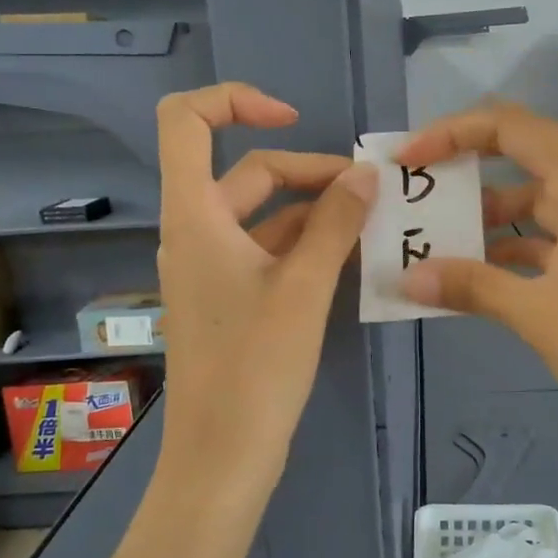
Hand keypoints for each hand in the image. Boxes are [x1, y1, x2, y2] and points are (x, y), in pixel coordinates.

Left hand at [154, 83, 377, 499]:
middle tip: (368, 192)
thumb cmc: (255, 366)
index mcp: (194, 215)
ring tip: (372, 223)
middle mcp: (195, 232)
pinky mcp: (229, 299)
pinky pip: (267, 252)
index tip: (292, 119)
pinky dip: (306, 246)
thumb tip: (365, 174)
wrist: (222, 455)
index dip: (236, 101)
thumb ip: (334, 223)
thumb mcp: (304, 287)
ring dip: (314, 212)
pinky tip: (350, 258)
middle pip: (248, 173)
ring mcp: (211, 268)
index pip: (186, 121)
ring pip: (264, 216)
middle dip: (309, 172)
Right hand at [396, 104, 557, 463]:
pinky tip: (475, 275)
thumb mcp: (535, 313)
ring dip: (486, 216)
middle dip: (468, 166)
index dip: (456, 132)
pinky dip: (508, 250)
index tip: (410, 159)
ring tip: (436, 236)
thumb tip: (408, 277)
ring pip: (533, 205)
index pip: (514, 129)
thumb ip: (470, 286)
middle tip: (419, 185)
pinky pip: (544, 241)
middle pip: (524, 158)